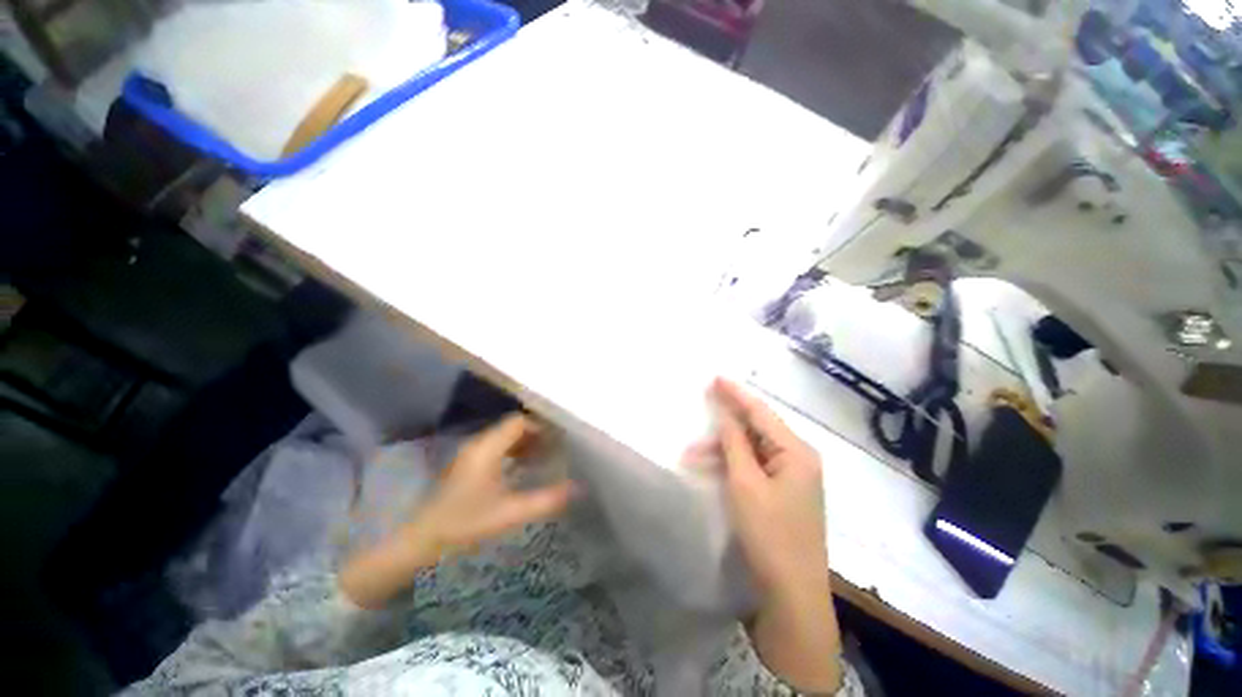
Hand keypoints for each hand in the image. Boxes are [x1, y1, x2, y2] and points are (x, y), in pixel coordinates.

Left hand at [341, 414, 573, 607]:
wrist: (422, 540)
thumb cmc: (465, 523)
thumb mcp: (509, 513)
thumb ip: (544, 500)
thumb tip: (576, 489)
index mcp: (487, 448)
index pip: (519, 422)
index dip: (541, 425)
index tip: (559, 437)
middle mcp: (478, 444)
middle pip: (512, 427)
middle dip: (536, 434)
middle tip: (557, 447)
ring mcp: (471, 453)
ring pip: (504, 437)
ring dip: (525, 443)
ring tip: (545, 457)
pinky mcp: (467, 464)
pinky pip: (496, 447)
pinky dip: (513, 451)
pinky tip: (524, 468)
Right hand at [709, 378, 827, 596]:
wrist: (791, 596)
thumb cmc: (769, 535)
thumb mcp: (745, 483)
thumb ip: (735, 443)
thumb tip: (725, 413)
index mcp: (796, 452)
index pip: (761, 412)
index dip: (736, 394)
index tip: (715, 378)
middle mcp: (798, 459)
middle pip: (756, 430)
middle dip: (724, 428)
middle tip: (697, 422)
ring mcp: (792, 477)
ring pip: (752, 450)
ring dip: (724, 450)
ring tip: (692, 456)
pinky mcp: (783, 493)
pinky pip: (754, 467)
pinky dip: (733, 465)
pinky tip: (712, 468)